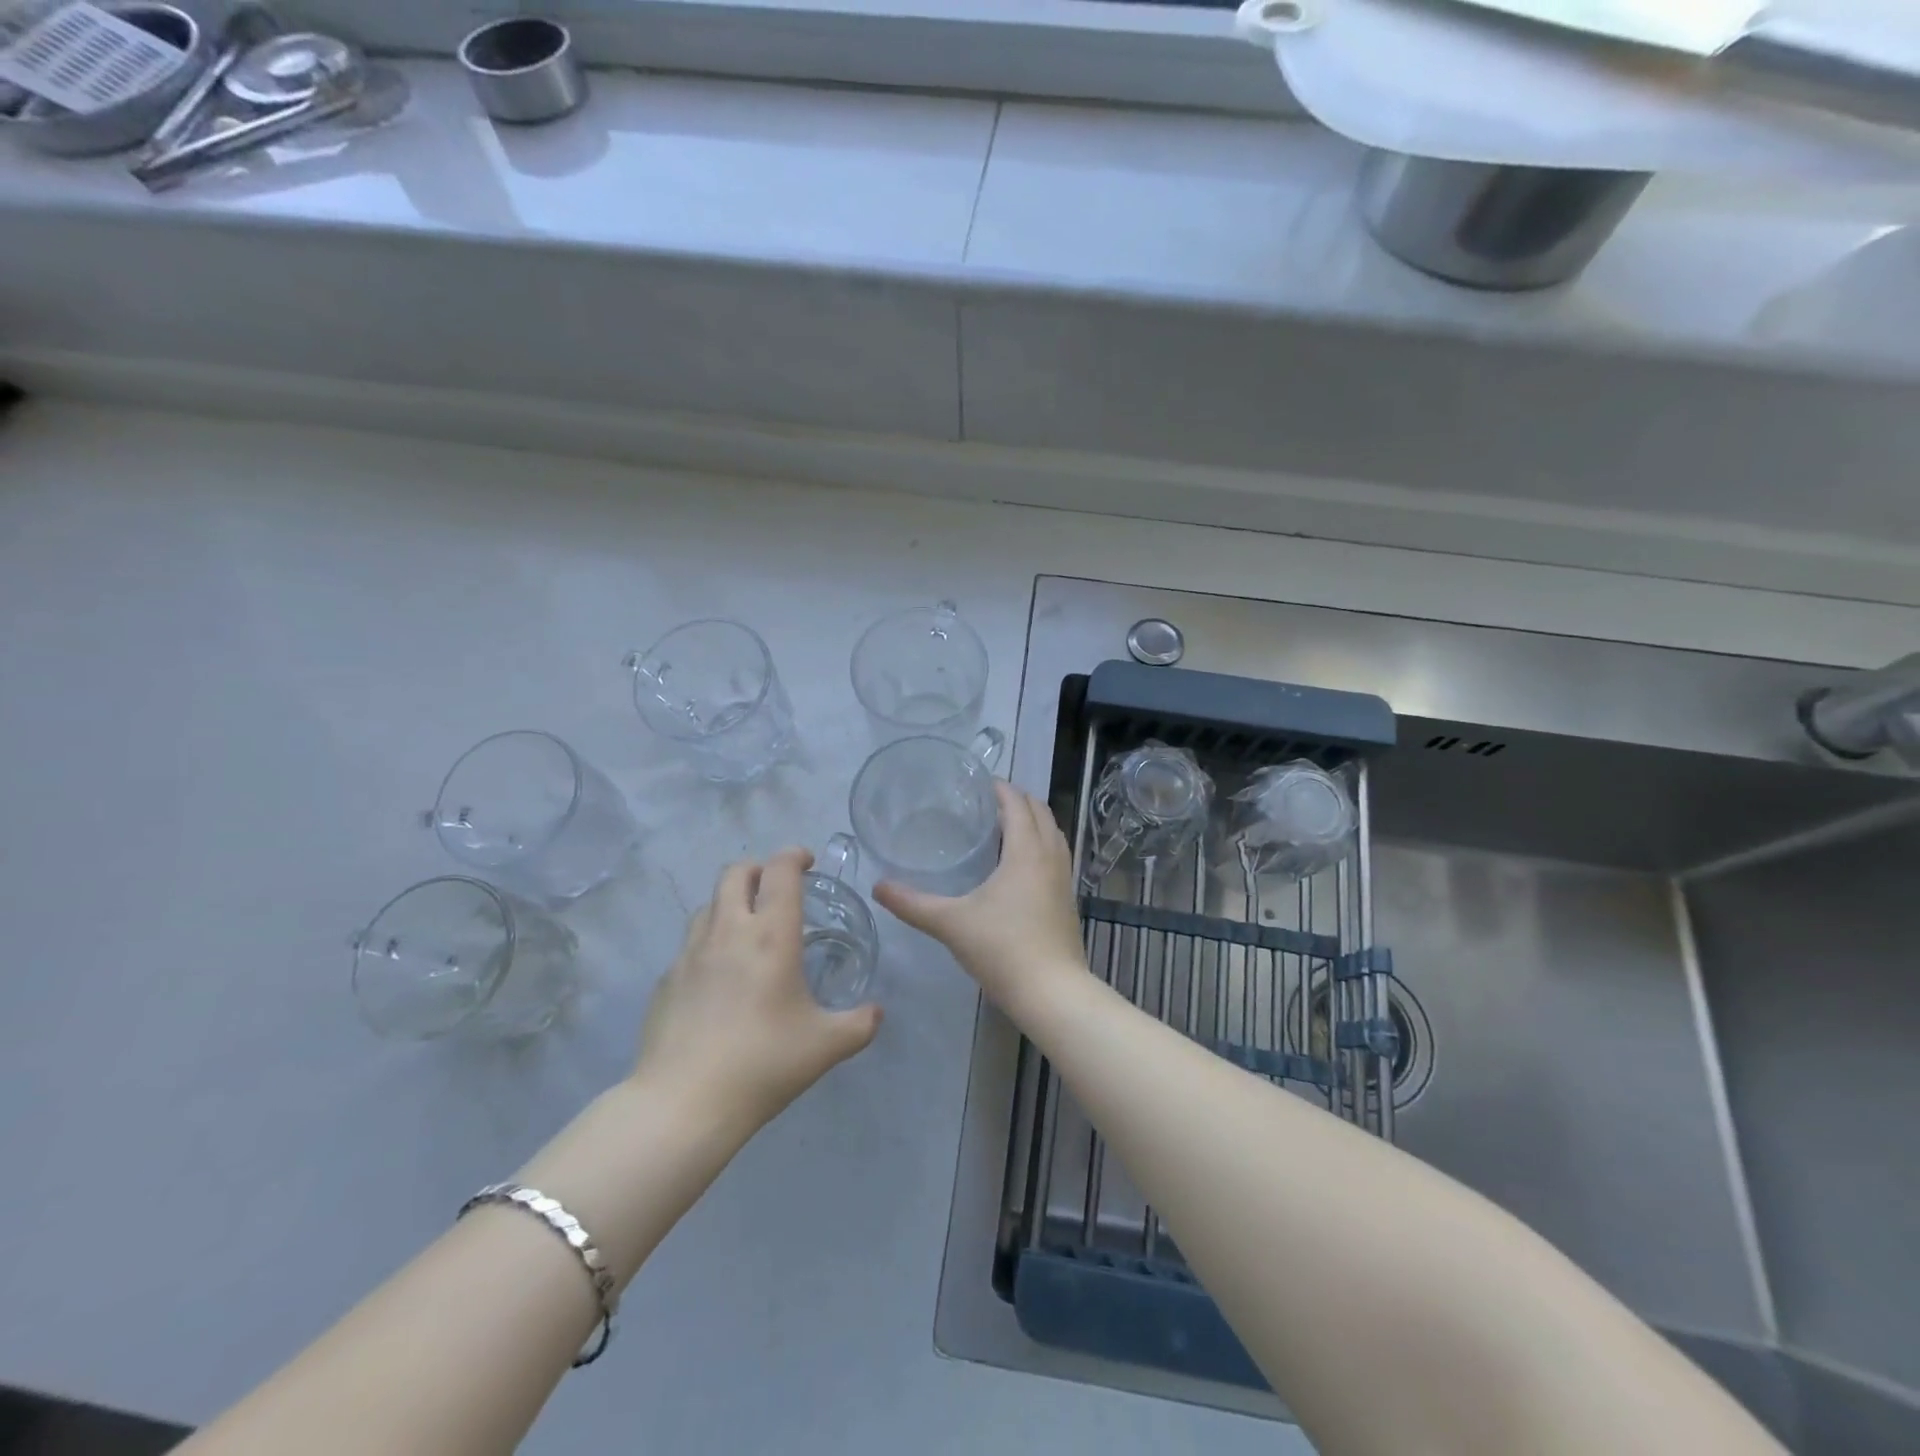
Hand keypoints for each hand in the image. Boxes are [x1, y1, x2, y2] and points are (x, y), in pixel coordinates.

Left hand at [635, 848, 881, 1133]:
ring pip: (708, 904)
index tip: (807, 862)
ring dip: (731, 902)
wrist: (684, 1104)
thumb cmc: (763, 1063)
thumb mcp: (826, 1046)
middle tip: (777, 890)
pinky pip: (690, 944)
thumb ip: (860, 1024)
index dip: (794, 855)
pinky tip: (720, 979)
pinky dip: (709, 943)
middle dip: (759, 869)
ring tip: (748, 930)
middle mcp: (728, 931)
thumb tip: (877, 1013)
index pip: (780, 870)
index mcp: (770, 935)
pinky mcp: (666, 980)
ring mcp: (689, 954)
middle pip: (735, 872)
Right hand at [872, 782, 1086, 1015]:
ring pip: (1053, 834)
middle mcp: (1051, 857)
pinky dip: (1041, 845)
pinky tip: (1020, 866)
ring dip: (1033, 822)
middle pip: (1041, 812)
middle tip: (987, 802)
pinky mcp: (1068, 899)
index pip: (1017, 804)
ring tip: (1004, 827)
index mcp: (1026, 851)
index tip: (979, 783)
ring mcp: (1064, 879)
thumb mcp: (951, 923)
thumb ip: (912, 904)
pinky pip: (1056, 856)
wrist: (1052, 992)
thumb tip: (878, 886)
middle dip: (1018, 800)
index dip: (1000, 789)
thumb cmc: (1002, 949)